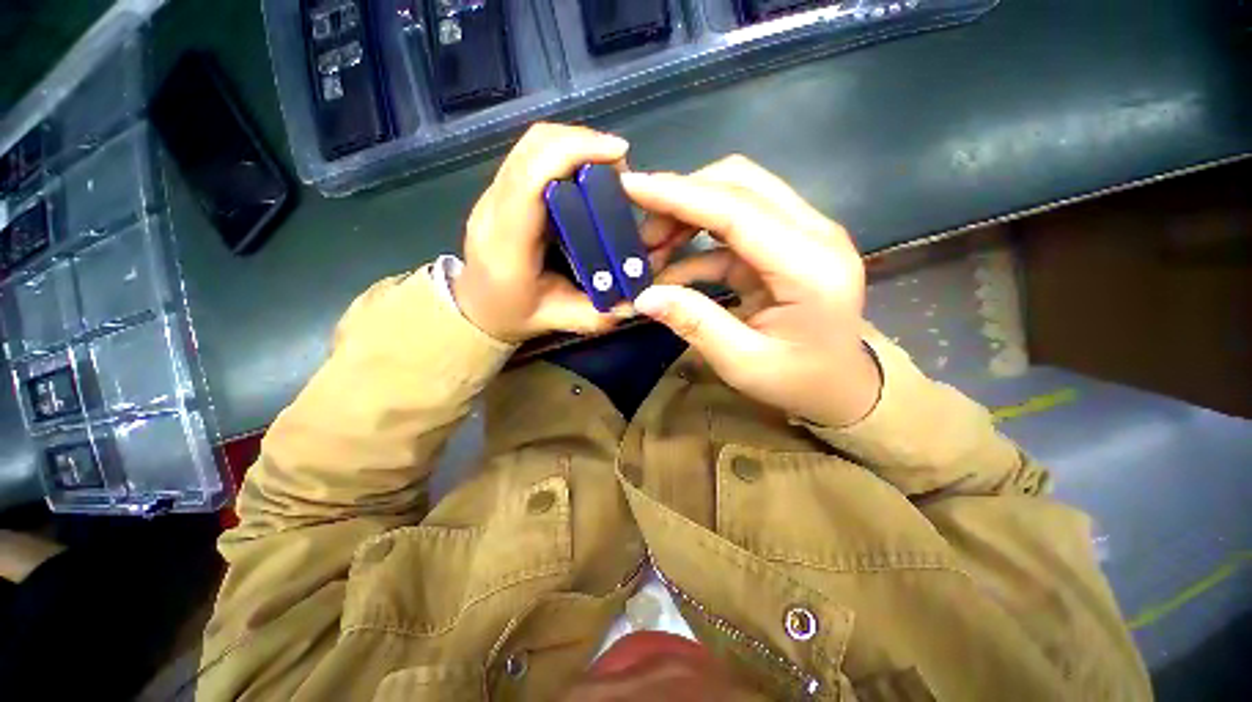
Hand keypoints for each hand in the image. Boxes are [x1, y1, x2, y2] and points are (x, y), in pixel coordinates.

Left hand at [453, 123, 630, 342]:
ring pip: (530, 144)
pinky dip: (563, 151)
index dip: (574, 152)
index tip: (619, 155)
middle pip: (531, 147)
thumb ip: (596, 315)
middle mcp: (494, 208)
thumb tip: (636, 300)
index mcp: (506, 243)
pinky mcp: (501, 190)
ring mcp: (493, 194)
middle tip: (620, 165)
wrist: (476, 308)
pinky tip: (586, 171)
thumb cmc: (513, 314)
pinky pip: (530, 155)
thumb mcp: (557, 321)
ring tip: (607, 166)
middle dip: (582, 142)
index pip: (531, 177)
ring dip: (574, 143)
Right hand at [624, 156, 880, 426]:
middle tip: (640, 235)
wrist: (840, 386)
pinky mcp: (785, 244)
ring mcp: (803, 234)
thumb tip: (643, 296)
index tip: (630, 187)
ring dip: (687, 215)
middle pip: (739, 184)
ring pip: (736, 195)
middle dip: (681, 198)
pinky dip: (697, 243)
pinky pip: (734, 228)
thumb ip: (694, 323)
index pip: (737, 211)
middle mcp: (814, 234)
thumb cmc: (798, 381)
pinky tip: (670, 271)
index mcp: (810, 267)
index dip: (680, 195)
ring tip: (650, 251)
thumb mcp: (741, 362)